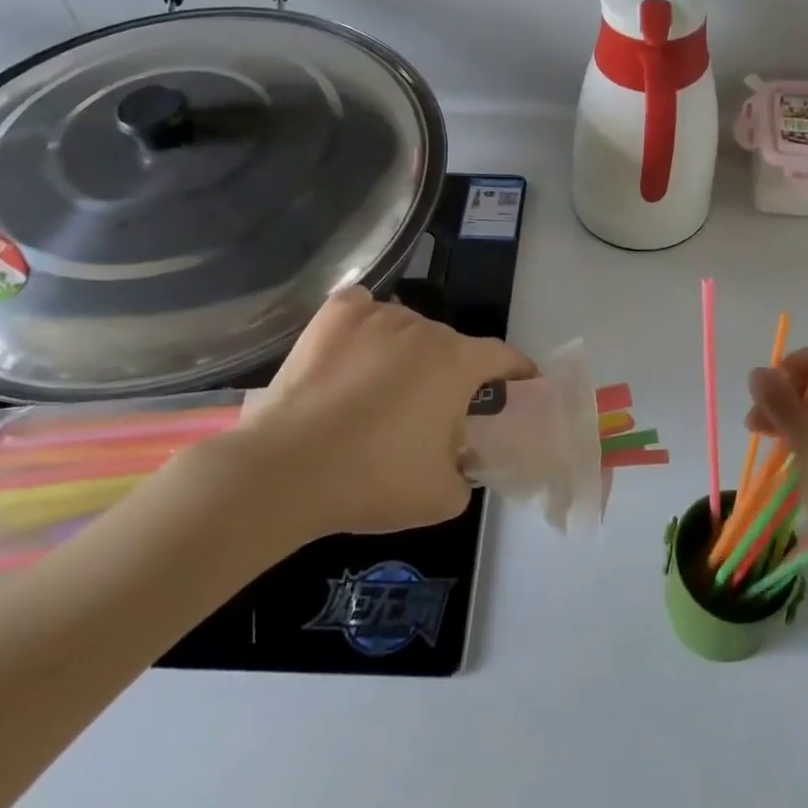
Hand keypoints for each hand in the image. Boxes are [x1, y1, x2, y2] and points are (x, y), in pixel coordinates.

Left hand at [203, 287, 535, 557]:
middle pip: (450, 346)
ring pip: (407, 329)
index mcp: (457, 363)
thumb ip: (466, 472)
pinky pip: (363, 310)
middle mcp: (424, 328)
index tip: (522, 384)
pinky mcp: (334, 316)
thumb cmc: (373, 480)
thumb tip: (457, 457)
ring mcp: (377, 315)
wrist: (285, 471)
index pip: (502, 356)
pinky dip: (364, 325)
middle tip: (431, 414)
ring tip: (380, 390)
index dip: (517, 371)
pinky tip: (351, 351)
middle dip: (450, 375)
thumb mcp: (442, 497)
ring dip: (406, 353)